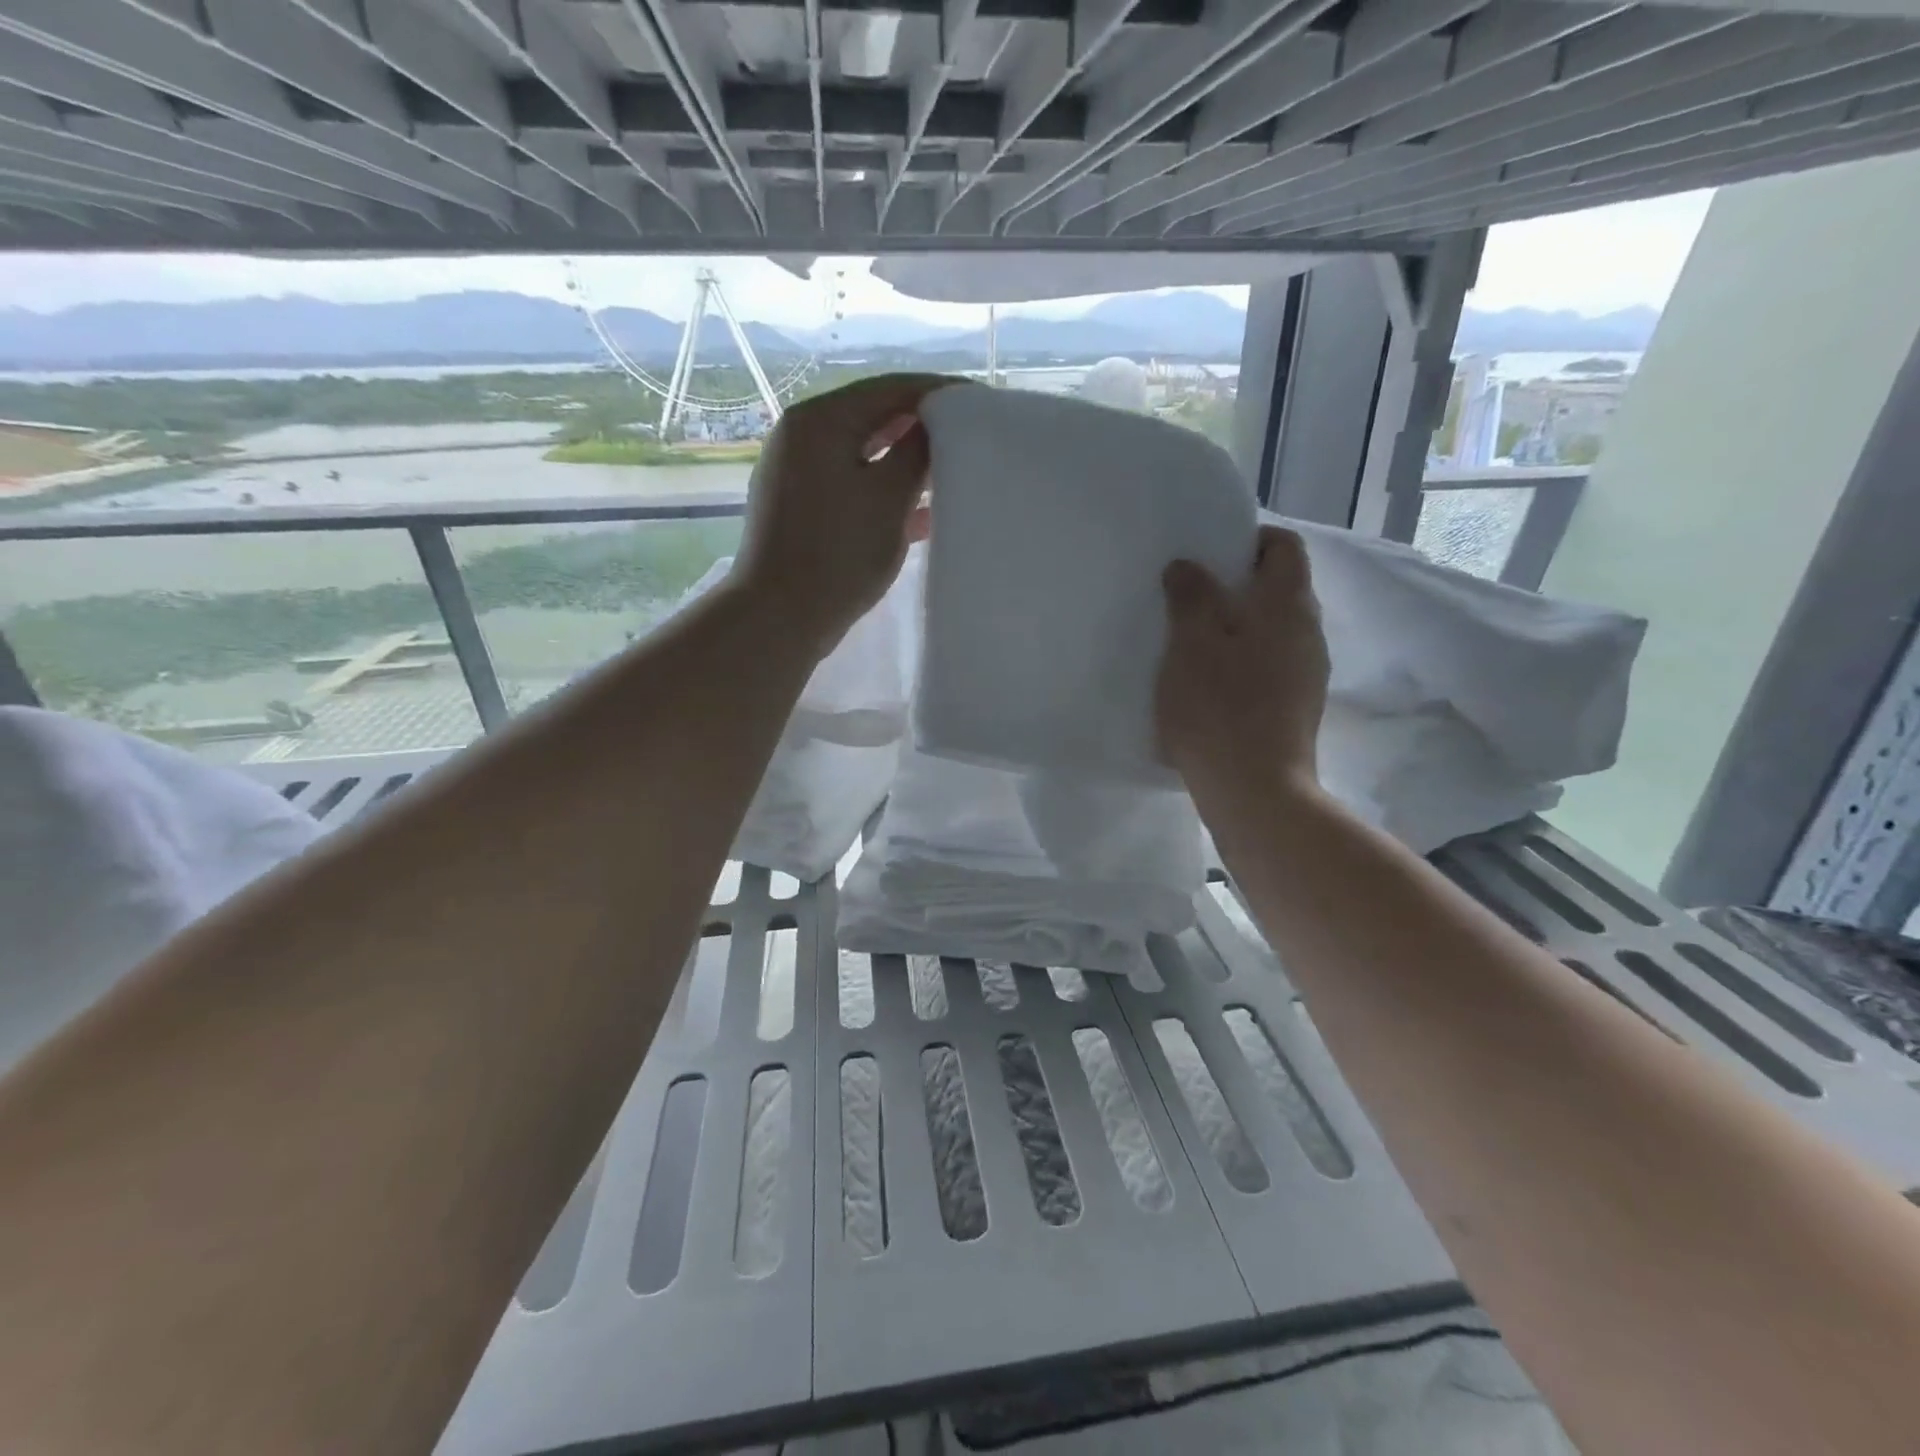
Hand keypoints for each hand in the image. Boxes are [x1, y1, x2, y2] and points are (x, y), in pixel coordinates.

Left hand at [734, 372, 951, 655]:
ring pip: (864, 456)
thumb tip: (934, 425)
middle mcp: (802, 436)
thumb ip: (917, 452)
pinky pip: (851, 486)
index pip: (891, 389)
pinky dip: (884, 493)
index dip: (939, 393)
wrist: (779, 618)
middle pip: (874, 419)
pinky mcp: (800, 508)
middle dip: (923, 430)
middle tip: (970, 441)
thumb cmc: (838, 554)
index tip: (980, 404)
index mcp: (820, 420)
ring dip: (906, 465)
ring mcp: (796, 473)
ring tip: (952, 476)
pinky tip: (922, 515)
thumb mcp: (889, 498)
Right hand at [1156, 524, 1329, 802]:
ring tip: (1189, 643)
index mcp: (1289, 606)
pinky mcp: (1295, 708)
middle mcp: (1309, 633)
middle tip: (1187, 598)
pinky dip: (1240, 662)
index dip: (1249, 541)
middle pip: (1278, 589)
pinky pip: (1268, 666)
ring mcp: (1307, 674)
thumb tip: (1187, 566)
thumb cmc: (1220, 708)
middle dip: (1235, 586)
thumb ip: (1191, 596)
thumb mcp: (1191, 644)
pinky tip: (1206, 684)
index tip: (1207, 555)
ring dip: (1234, 627)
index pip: (1284, 547)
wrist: (1254, 792)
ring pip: (1271, 632)